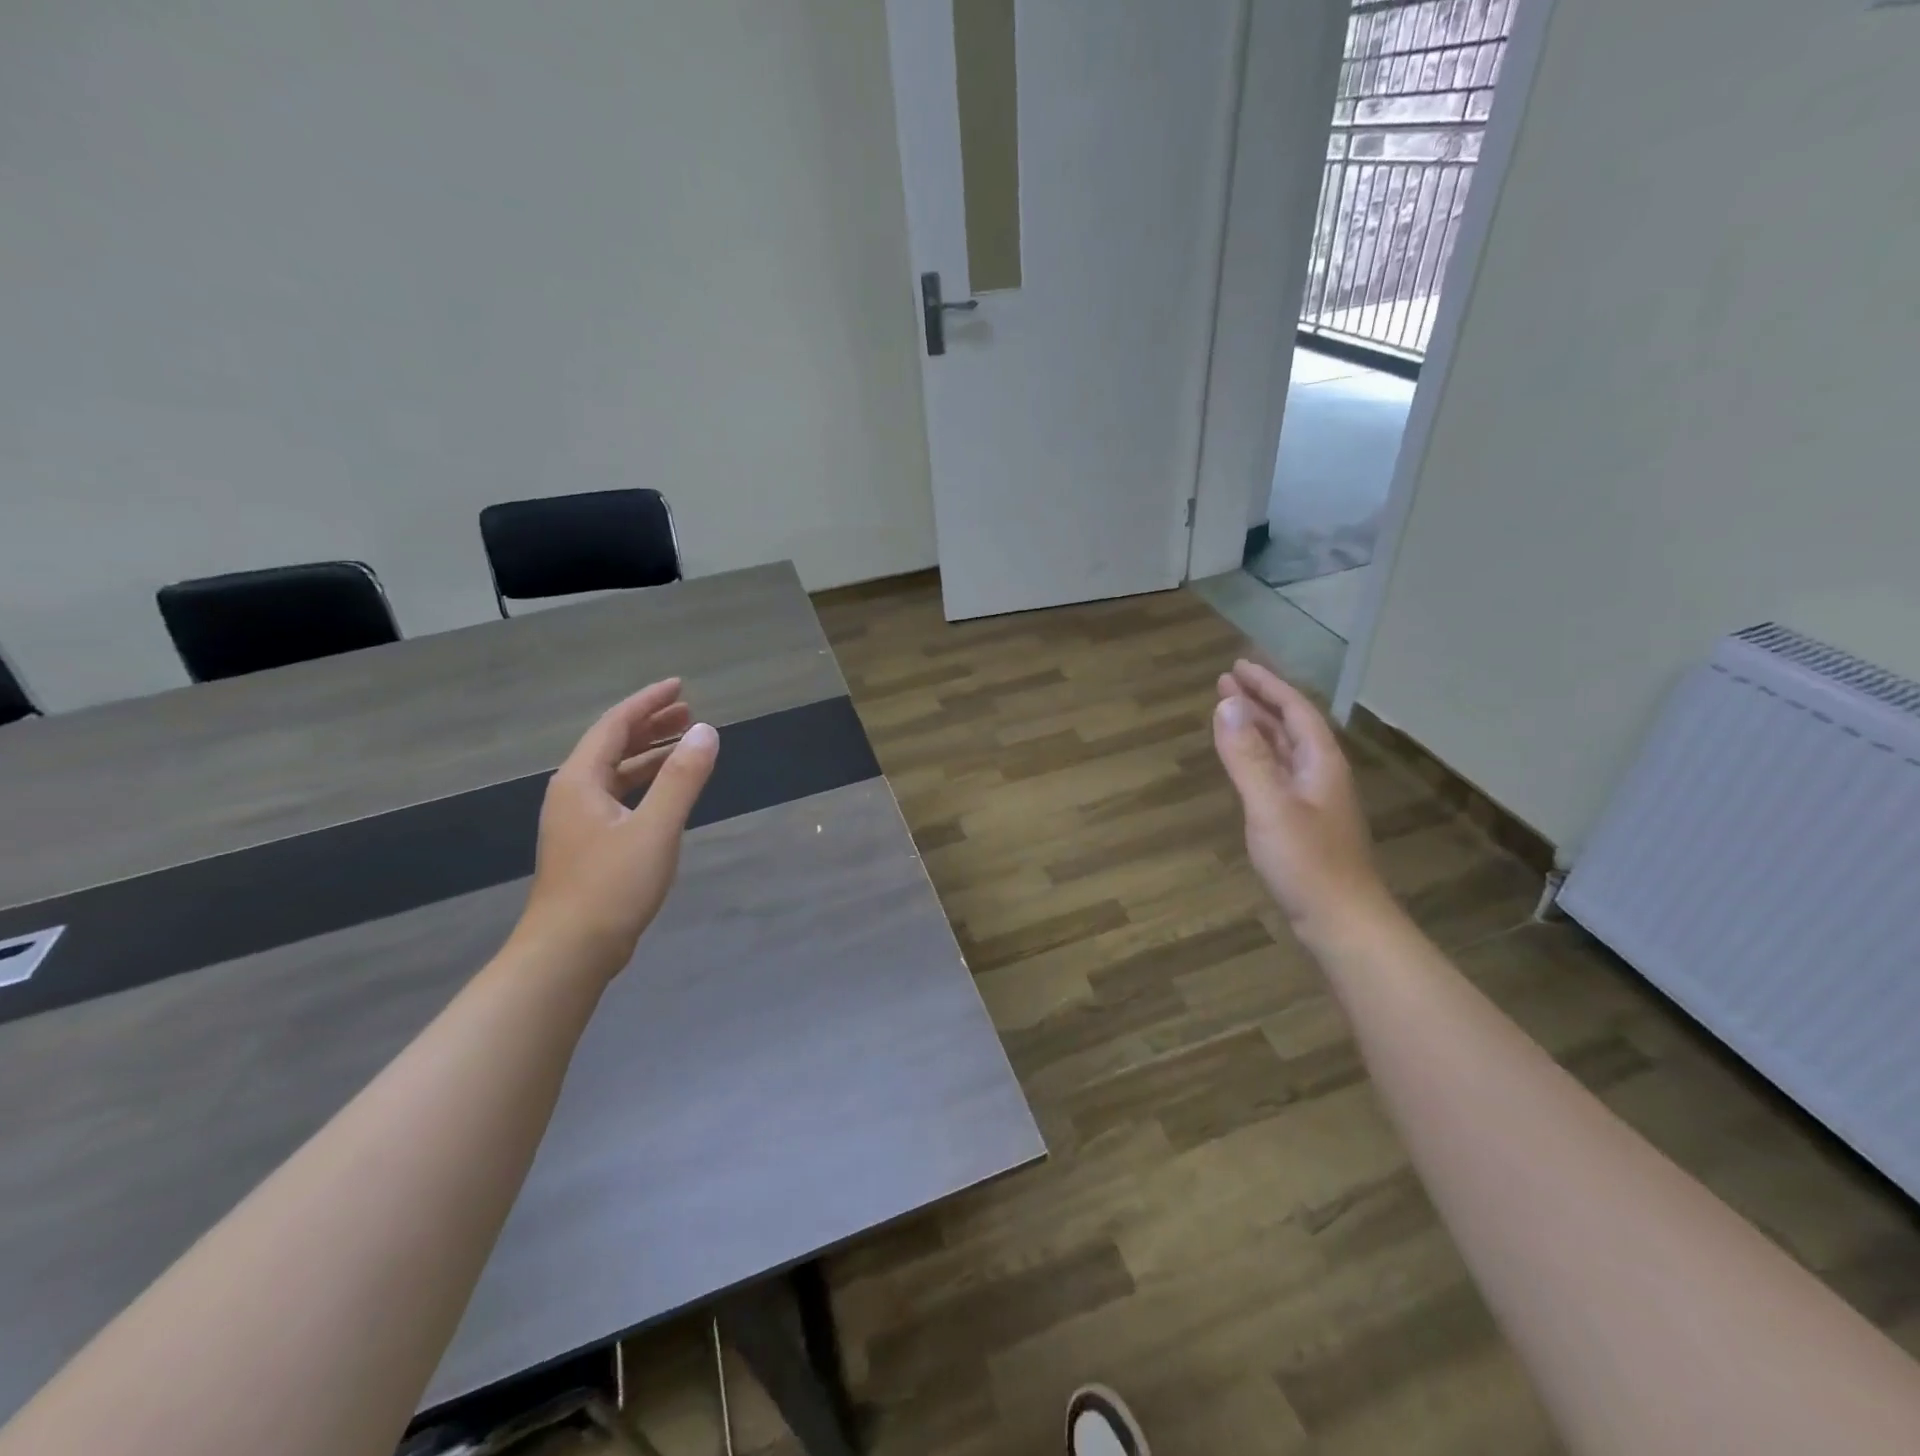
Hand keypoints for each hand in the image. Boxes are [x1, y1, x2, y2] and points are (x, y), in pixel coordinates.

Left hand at [511, 679, 719, 981]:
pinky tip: (667, 792)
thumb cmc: (611, 886)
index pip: (615, 725)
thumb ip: (682, 778)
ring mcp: (578, 821)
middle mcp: (573, 793)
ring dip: (649, 755)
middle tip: (689, 712)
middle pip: (612, 745)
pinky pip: (619, 797)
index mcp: (580, 781)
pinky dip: (645, 784)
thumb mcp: (655, 828)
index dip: (648, 702)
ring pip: (616, 773)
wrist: (569, 952)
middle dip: (650, 725)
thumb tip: (706, 732)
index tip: (680, 686)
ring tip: (685, 744)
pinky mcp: (588, 845)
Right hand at [1213, 660, 1392, 946]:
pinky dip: (1257, 757)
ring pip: (1284, 750)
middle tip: (1225, 682)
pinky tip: (1244, 763)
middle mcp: (1320, 773)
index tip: (1236, 666)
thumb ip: (1247, 756)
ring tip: (1229, 712)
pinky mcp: (1304, 822)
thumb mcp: (1270, 805)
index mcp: (1320, 762)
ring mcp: (1314, 799)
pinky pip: (1277, 773)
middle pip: (1290, 726)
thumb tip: (1226, 704)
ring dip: (1258, 727)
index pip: (1294, 709)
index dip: (1267, 685)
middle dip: (1259, 701)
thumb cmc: (1308, 862)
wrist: (1342, 921)